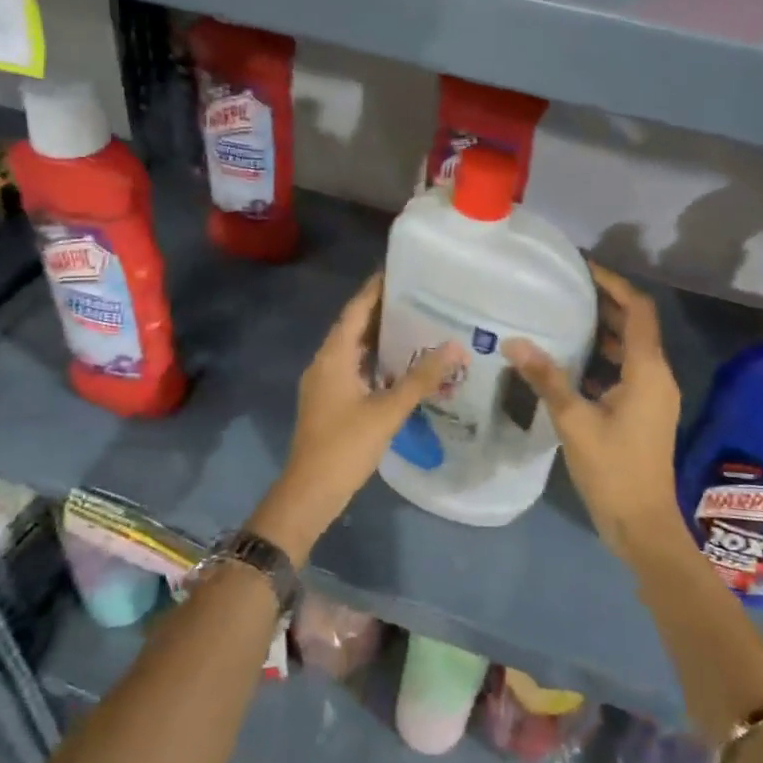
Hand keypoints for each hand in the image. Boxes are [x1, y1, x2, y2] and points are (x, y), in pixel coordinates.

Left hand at [248, 275, 464, 563]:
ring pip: (353, 349)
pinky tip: (399, 366)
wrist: (309, 492)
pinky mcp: (328, 401)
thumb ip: (420, 378)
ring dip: (379, 337)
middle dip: (382, 311)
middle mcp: (325, 362)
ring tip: (414, 325)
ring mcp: (324, 382)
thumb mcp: (387, 411)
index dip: (375, 289)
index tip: (399, 270)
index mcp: (333, 356)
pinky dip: (374, 361)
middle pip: (353, 326)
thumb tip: (453, 346)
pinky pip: (352, 368)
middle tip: (418, 297)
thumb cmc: (345, 446)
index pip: (355, 310)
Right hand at [506, 264, 683, 563]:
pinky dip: (602, 358)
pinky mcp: (644, 412)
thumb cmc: (613, 469)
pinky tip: (570, 361)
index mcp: (648, 370)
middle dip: (605, 304)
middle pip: (635, 325)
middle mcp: (656, 376)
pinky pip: (625, 371)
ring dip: (603, 331)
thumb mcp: (574, 421)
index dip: (614, 284)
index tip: (583, 269)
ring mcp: (652, 396)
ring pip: (630, 349)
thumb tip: (515, 342)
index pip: (638, 310)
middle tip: (566, 288)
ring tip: (563, 316)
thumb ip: (546, 378)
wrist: (642, 524)